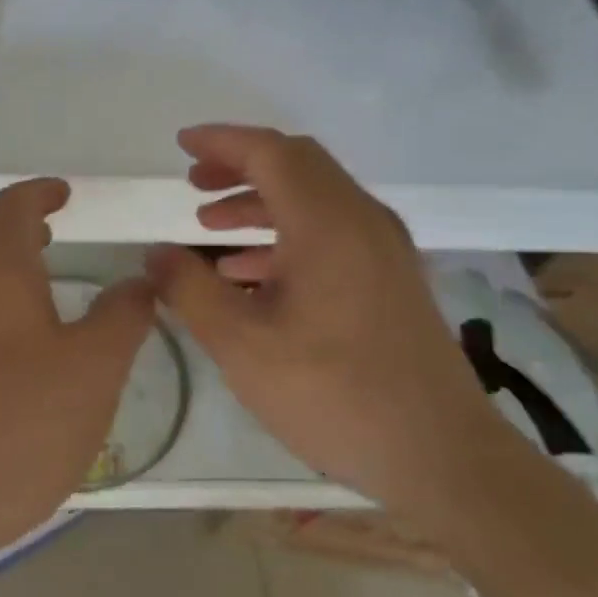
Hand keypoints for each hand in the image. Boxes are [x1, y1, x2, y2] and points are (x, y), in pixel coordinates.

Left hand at [0, 178, 155, 569]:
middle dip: (16, 228)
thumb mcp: (93, 371)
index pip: (12, 207)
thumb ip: (121, 318)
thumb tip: (137, 281)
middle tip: (52, 239)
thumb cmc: (16, 426)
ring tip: (40, 294)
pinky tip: (13, 355)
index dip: (40, 192)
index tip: (65, 194)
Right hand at [145, 125, 524, 523]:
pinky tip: (252, 276)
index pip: (270, 152)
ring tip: (211, 226)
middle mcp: (362, 220)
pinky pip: (332, 233)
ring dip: (261, 202)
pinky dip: (286, 235)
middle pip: (297, 165)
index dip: (221, 141)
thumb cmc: (333, 393)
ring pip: (315, 199)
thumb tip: (156, 253)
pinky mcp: (392, 279)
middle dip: (240, 166)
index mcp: (327, 223)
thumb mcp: (241, 344)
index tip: (180, 144)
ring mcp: (384, 250)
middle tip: (194, 182)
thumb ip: (189, 290)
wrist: (441, 455)